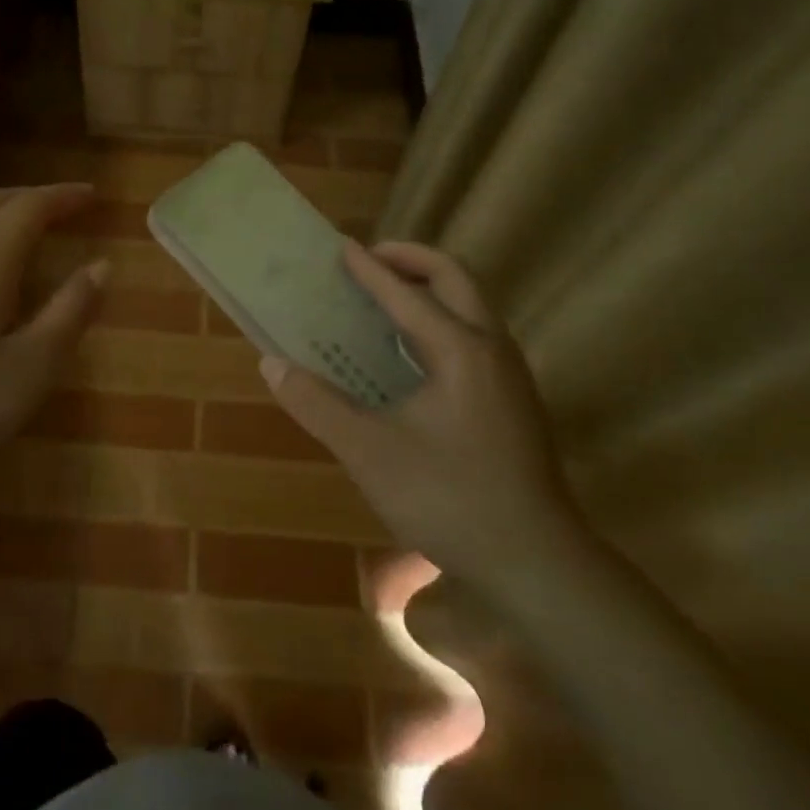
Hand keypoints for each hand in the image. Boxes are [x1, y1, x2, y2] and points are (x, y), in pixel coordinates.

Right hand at [260, 240, 581, 591]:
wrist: (536, 563)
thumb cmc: (449, 498)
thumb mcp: (369, 452)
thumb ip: (318, 405)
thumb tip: (272, 364)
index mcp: (460, 350)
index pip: (407, 293)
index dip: (370, 269)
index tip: (342, 246)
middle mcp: (491, 349)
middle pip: (455, 279)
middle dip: (412, 260)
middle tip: (370, 260)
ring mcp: (509, 375)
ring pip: (471, 307)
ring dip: (430, 289)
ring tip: (386, 297)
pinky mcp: (513, 401)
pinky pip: (474, 336)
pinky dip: (441, 320)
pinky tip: (412, 354)